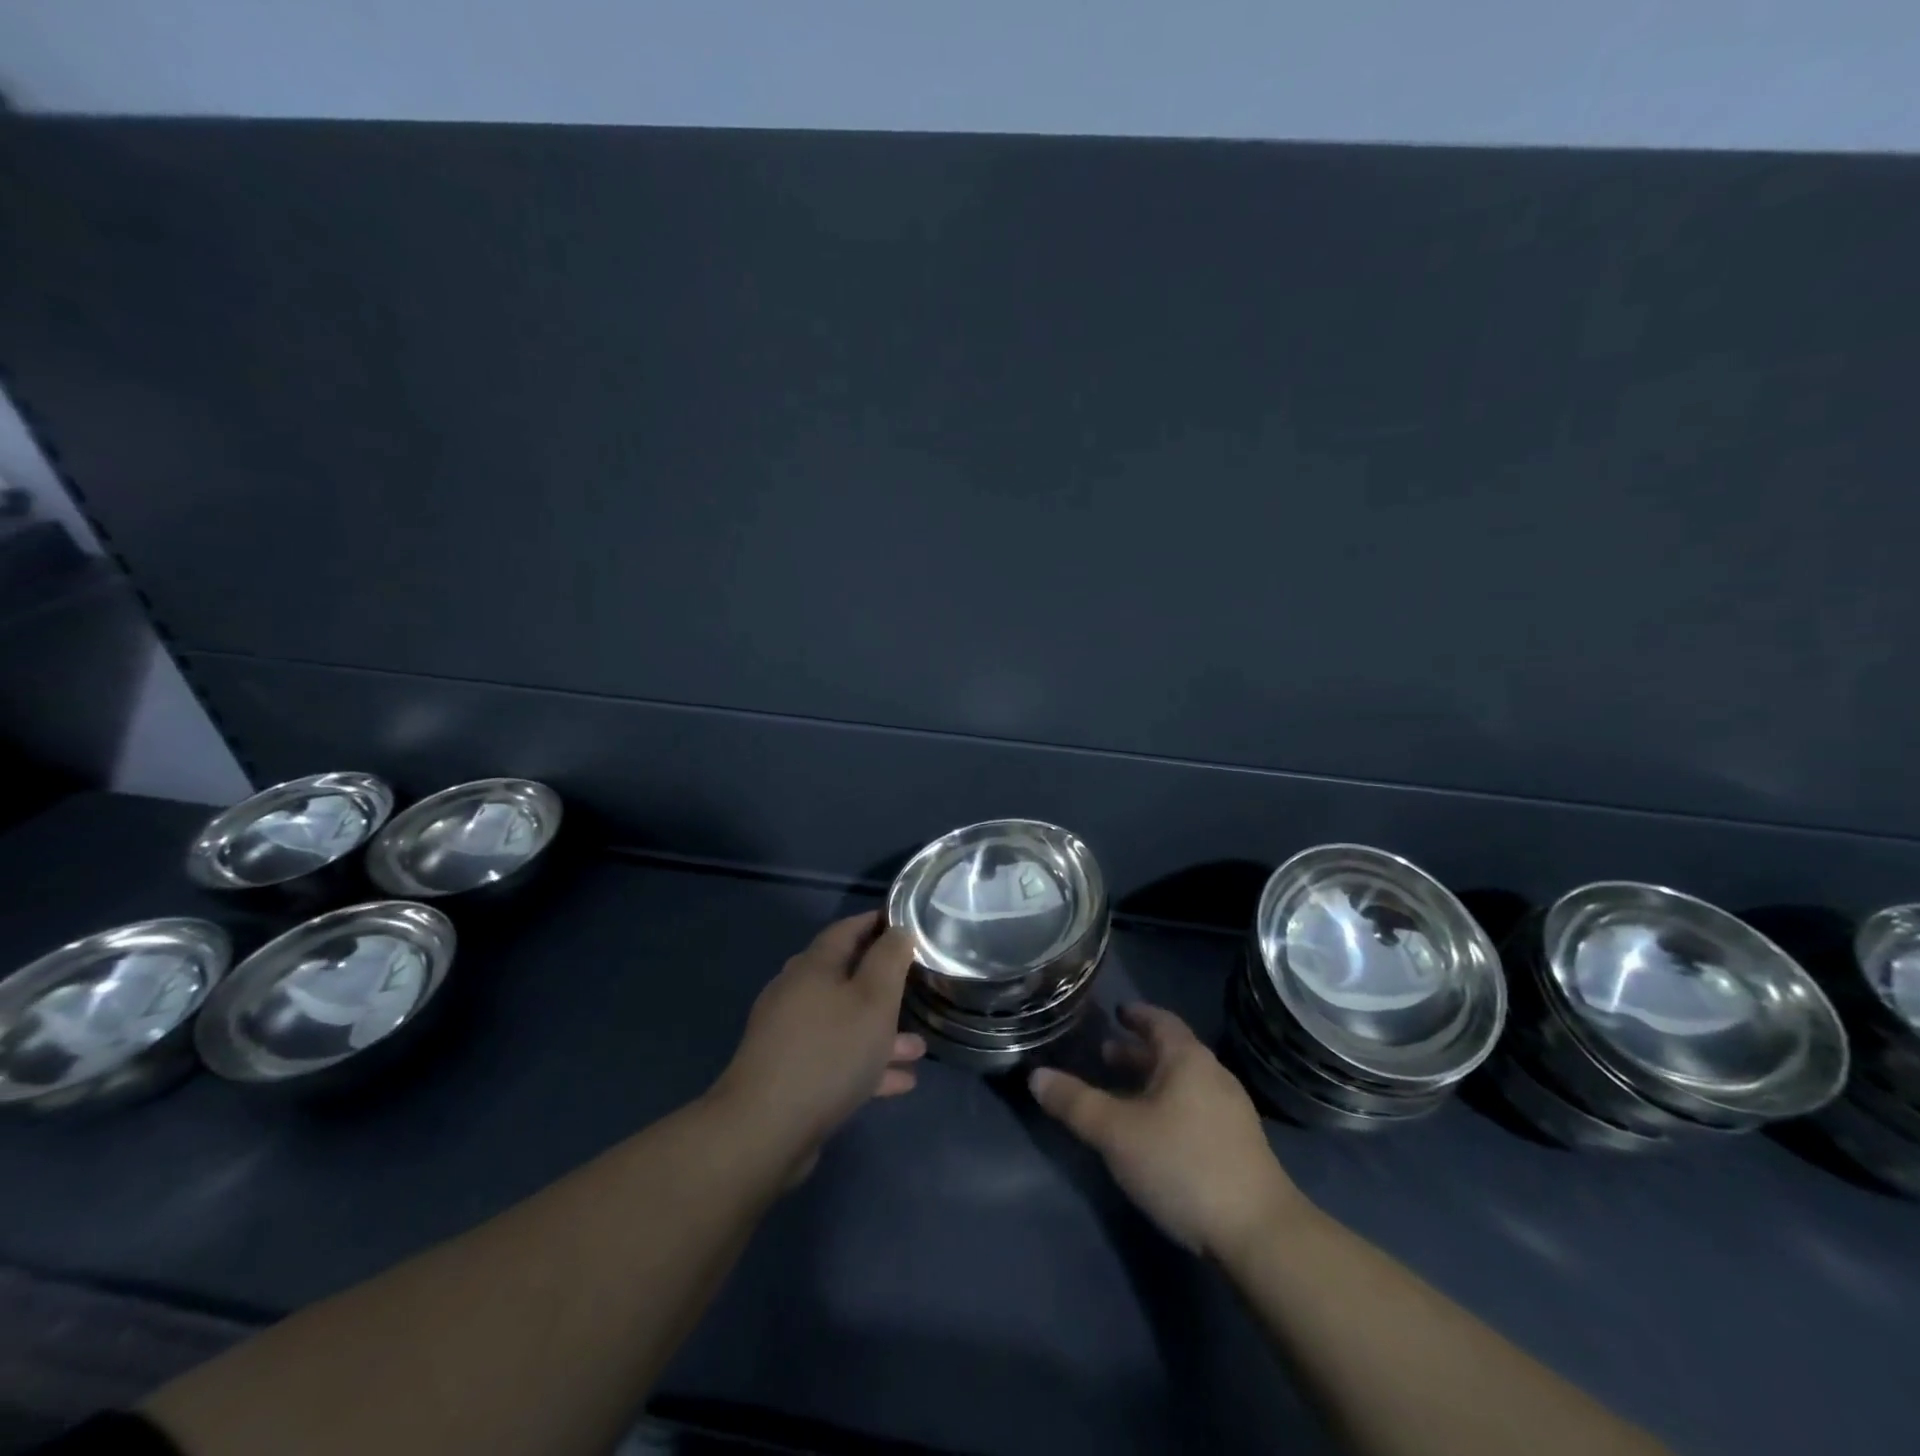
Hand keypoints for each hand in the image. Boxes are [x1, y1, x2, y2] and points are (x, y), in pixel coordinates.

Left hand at [711, 912, 925, 1177]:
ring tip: (918, 1048)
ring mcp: (789, 1035)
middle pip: (845, 977)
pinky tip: (899, 1082)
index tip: (907, 925)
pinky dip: (866, 1064)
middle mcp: (796, 993)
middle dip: (883, 984)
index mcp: (813, 966)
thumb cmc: (829, 1052)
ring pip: (844, 1022)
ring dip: (880, 1032)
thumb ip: (890, 960)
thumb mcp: (873, 1000)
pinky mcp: (789, 1073)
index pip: (847, 929)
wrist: (765, 1129)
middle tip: (915, 986)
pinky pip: (836, 1058)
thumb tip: (898, 929)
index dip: (877, 923)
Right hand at [1030, 1002, 1306, 1258]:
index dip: (1136, 1015)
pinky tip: (1153, 1133)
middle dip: (1137, 1053)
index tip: (1117, 1013)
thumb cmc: (1183, 1165)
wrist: (1259, 1233)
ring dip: (1152, 1082)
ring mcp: (1231, 1113)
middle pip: (1171, 1053)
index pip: (1160, 1021)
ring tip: (1122, 1095)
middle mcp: (1213, 1076)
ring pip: (1183, 1084)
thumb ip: (1075, 1103)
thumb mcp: (1117, 1133)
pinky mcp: (1238, 1148)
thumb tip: (1036, 1076)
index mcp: (1188, 1060)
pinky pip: (1195, 1109)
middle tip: (1104, 1055)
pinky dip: (1168, 1107)